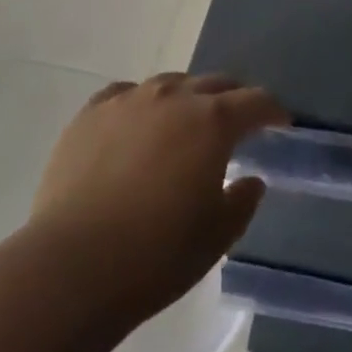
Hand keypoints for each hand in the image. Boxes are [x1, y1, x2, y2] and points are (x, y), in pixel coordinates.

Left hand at [28, 73, 287, 329]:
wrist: (71, 267)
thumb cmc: (156, 255)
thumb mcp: (217, 237)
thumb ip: (242, 202)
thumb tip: (251, 179)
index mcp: (213, 121)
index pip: (255, 101)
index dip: (272, 111)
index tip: (280, 122)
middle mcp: (175, 96)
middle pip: (215, 83)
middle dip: (232, 99)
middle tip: (236, 123)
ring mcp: (130, 100)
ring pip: (170, 83)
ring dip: (186, 99)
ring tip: (183, 125)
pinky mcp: (91, 113)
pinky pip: (126, 95)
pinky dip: (140, 106)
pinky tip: (135, 127)